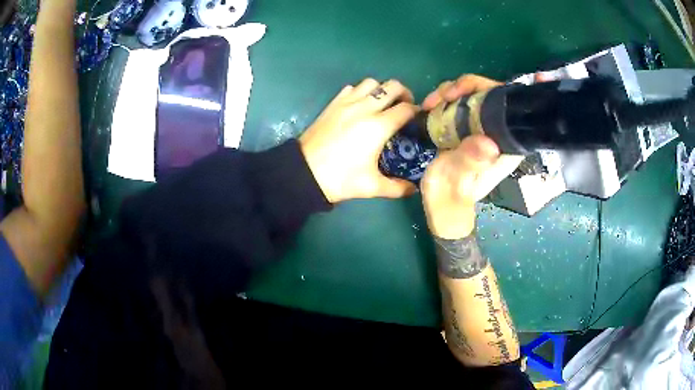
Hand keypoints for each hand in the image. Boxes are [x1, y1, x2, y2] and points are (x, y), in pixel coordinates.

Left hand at [300, 79, 418, 202]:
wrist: (304, 173)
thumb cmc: (340, 179)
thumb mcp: (371, 187)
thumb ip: (397, 188)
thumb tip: (414, 188)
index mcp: (378, 127)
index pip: (406, 109)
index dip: (417, 111)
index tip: (419, 118)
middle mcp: (365, 108)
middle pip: (392, 86)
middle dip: (404, 93)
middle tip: (405, 107)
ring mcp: (347, 103)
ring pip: (371, 82)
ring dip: (382, 89)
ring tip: (383, 104)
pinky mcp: (333, 104)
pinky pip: (352, 88)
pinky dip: (361, 91)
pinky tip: (361, 105)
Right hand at [421, 75, 523, 238]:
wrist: (439, 205)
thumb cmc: (451, 197)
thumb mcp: (458, 182)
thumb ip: (470, 163)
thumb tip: (488, 142)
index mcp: (507, 145)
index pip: (516, 110)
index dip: (519, 92)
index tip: (536, 76)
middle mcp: (498, 132)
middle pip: (493, 94)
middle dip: (468, 86)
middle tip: (444, 96)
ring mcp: (480, 127)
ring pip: (474, 94)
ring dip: (451, 91)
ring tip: (429, 103)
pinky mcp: (465, 126)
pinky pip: (459, 102)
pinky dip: (444, 97)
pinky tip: (429, 105)